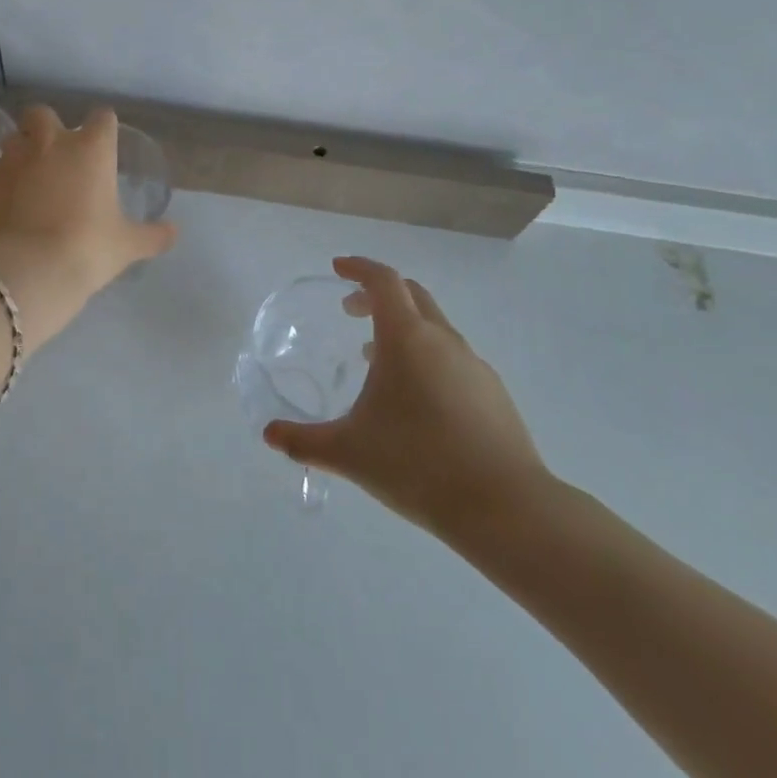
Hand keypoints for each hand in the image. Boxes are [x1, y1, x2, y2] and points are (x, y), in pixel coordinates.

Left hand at [0, 105, 177, 347]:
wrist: (28, 268)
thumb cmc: (88, 247)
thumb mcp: (127, 245)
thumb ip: (152, 235)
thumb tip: (174, 232)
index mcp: (91, 149)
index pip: (102, 117)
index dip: (104, 128)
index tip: (104, 143)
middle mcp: (51, 143)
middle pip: (43, 113)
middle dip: (48, 126)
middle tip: (57, 153)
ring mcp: (14, 159)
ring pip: (14, 136)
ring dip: (22, 148)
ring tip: (30, 175)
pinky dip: (5, 178)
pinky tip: (11, 201)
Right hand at [263, 256, 551, 544]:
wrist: (507, 509)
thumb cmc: (417, 465)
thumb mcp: (349, 452)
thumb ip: (304, 441)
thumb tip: (269, 435)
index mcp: (406, 338)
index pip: (383, 281)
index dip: (359, 268)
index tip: (338, 269)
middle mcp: (442, 340)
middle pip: (411, 295)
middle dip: (378, 294)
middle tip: (351, 311)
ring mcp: (474, 366)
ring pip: (434, 328)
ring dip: (403, 329)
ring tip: (377, 359)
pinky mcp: (494, 394)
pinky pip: (453, 358)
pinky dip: (427, 358)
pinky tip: (417, 400)